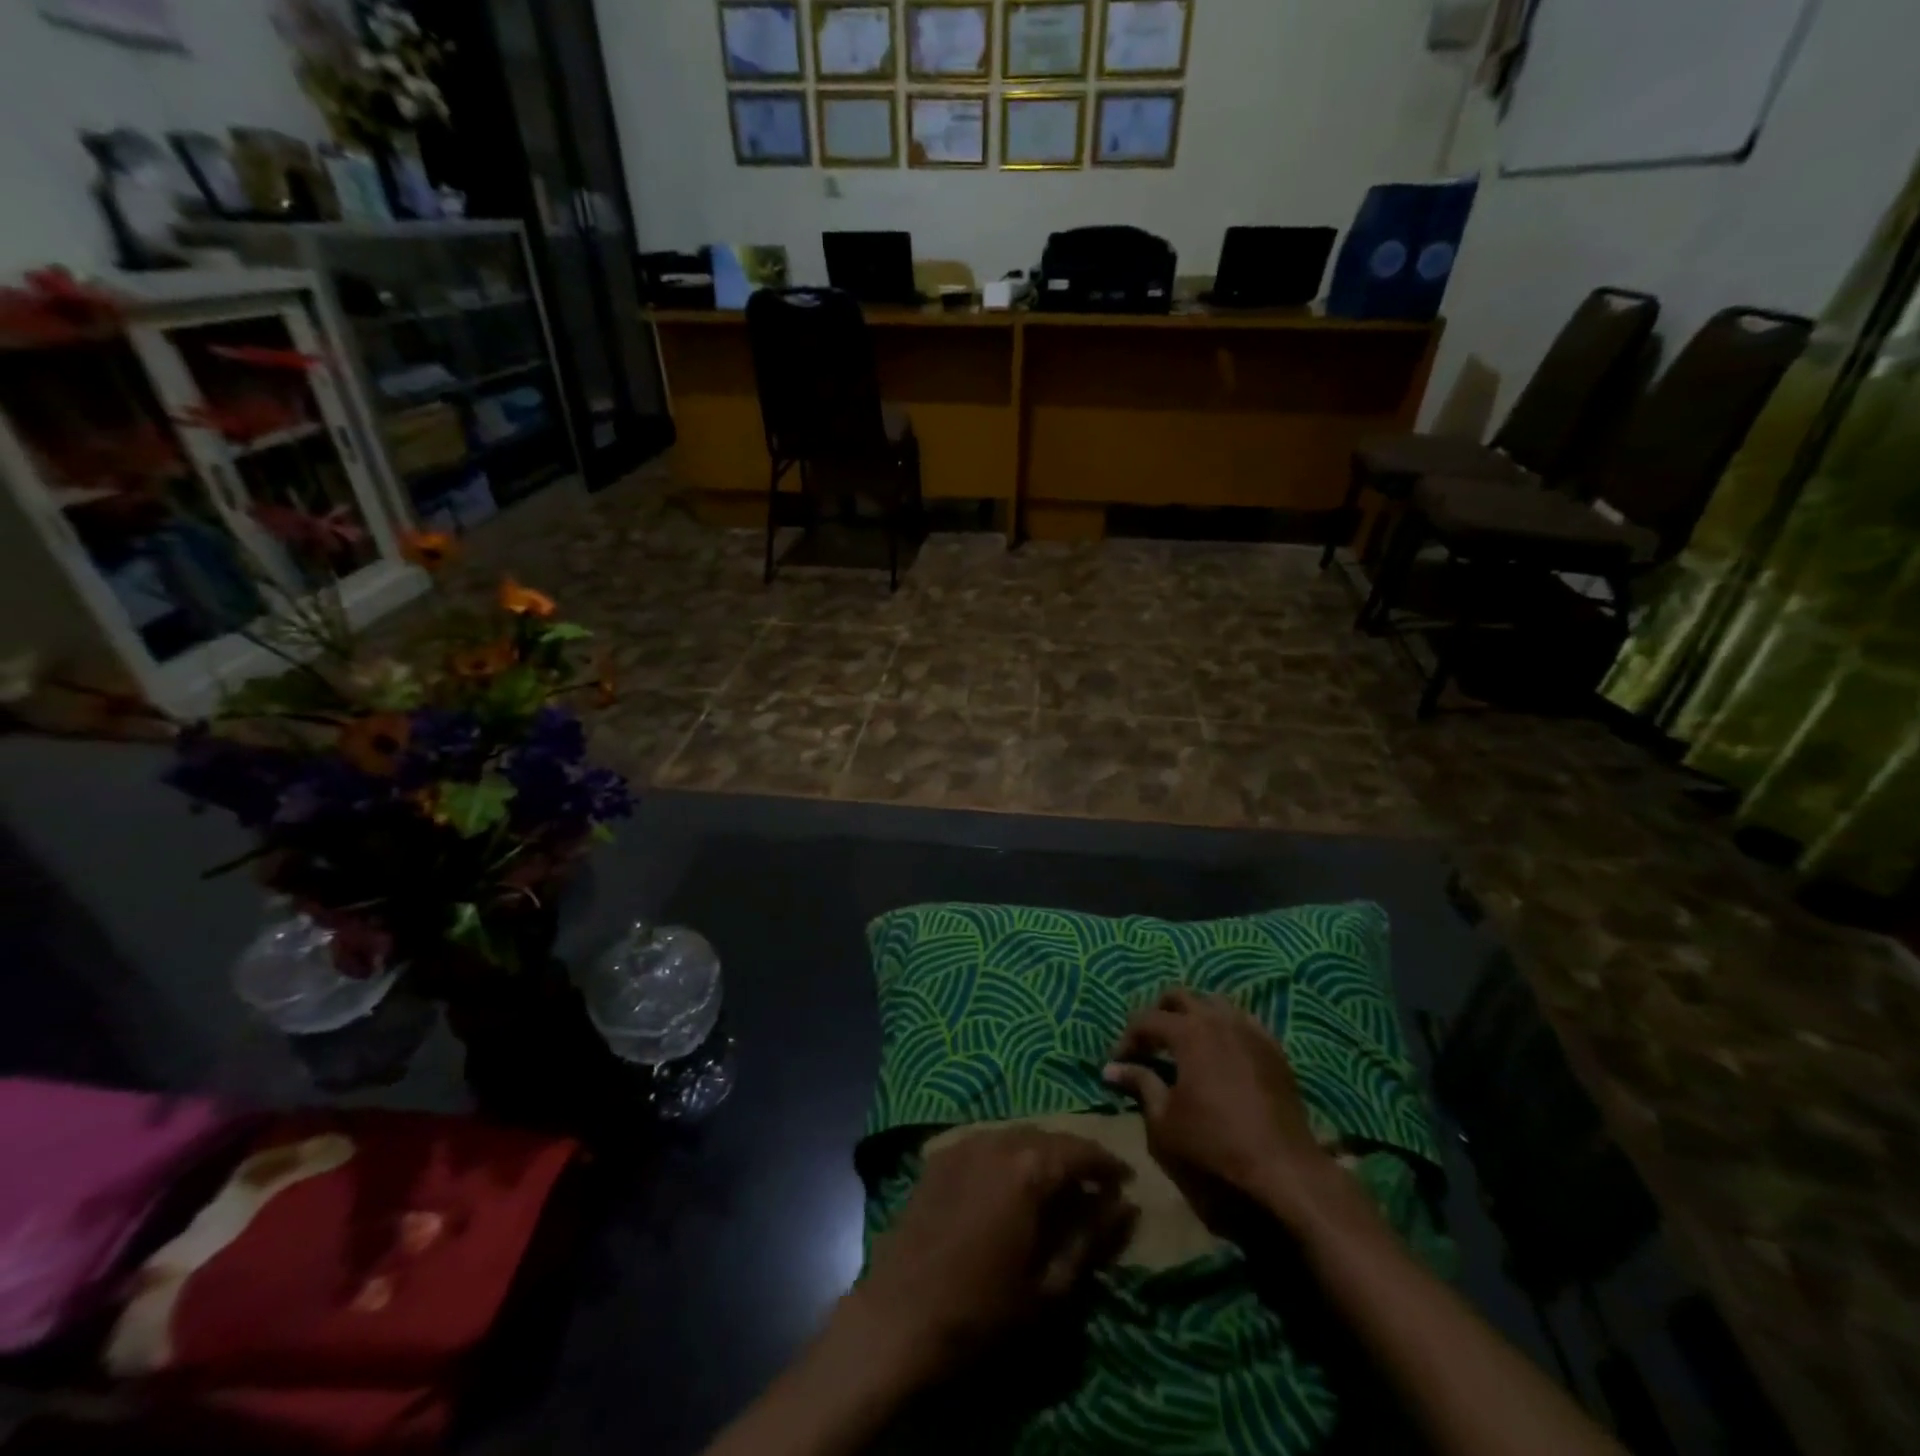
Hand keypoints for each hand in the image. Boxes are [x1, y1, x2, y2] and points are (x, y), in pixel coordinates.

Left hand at [848, 1127, 1135, 1377]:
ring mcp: (963, 1144)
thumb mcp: (1049, 1286)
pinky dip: (1007, 1157)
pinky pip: (986, 1144)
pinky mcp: (939, 1157)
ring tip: (1055, 1186)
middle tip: (1093, 1187)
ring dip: (1040, 1155)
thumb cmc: (981, 1310)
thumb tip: (1124, 1207)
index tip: (1126, 1181)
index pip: (1081, 1150)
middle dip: (1074, 1158)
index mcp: (1029, 1168)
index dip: (1107, 1164)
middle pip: (1048, 1138)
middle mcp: (997, 1141)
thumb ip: (1091, 1240)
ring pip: (1016, 1136)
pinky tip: (1010, 1186)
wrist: (899, 1316)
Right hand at [1103, 988, 1333, 1224]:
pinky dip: (1223, 1029)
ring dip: (1193, 1016)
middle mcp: (1218, 1019)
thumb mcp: (1164, 1120)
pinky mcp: (1273, 1048)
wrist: (1283, 1168)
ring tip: (1183, 1045)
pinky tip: (1220, 1055)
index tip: (1118, 1063)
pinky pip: (1241, 1022)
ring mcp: (1250, 1030)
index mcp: (1188, 1032)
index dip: (1127, 1038)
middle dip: (1158, 1014)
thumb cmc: (1214, 1144)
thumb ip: (1140, 1084)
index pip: (1146, 1019)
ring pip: (1213, 1004)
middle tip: (1149, 1044)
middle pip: (1179, 996)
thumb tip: (1112, 1069)